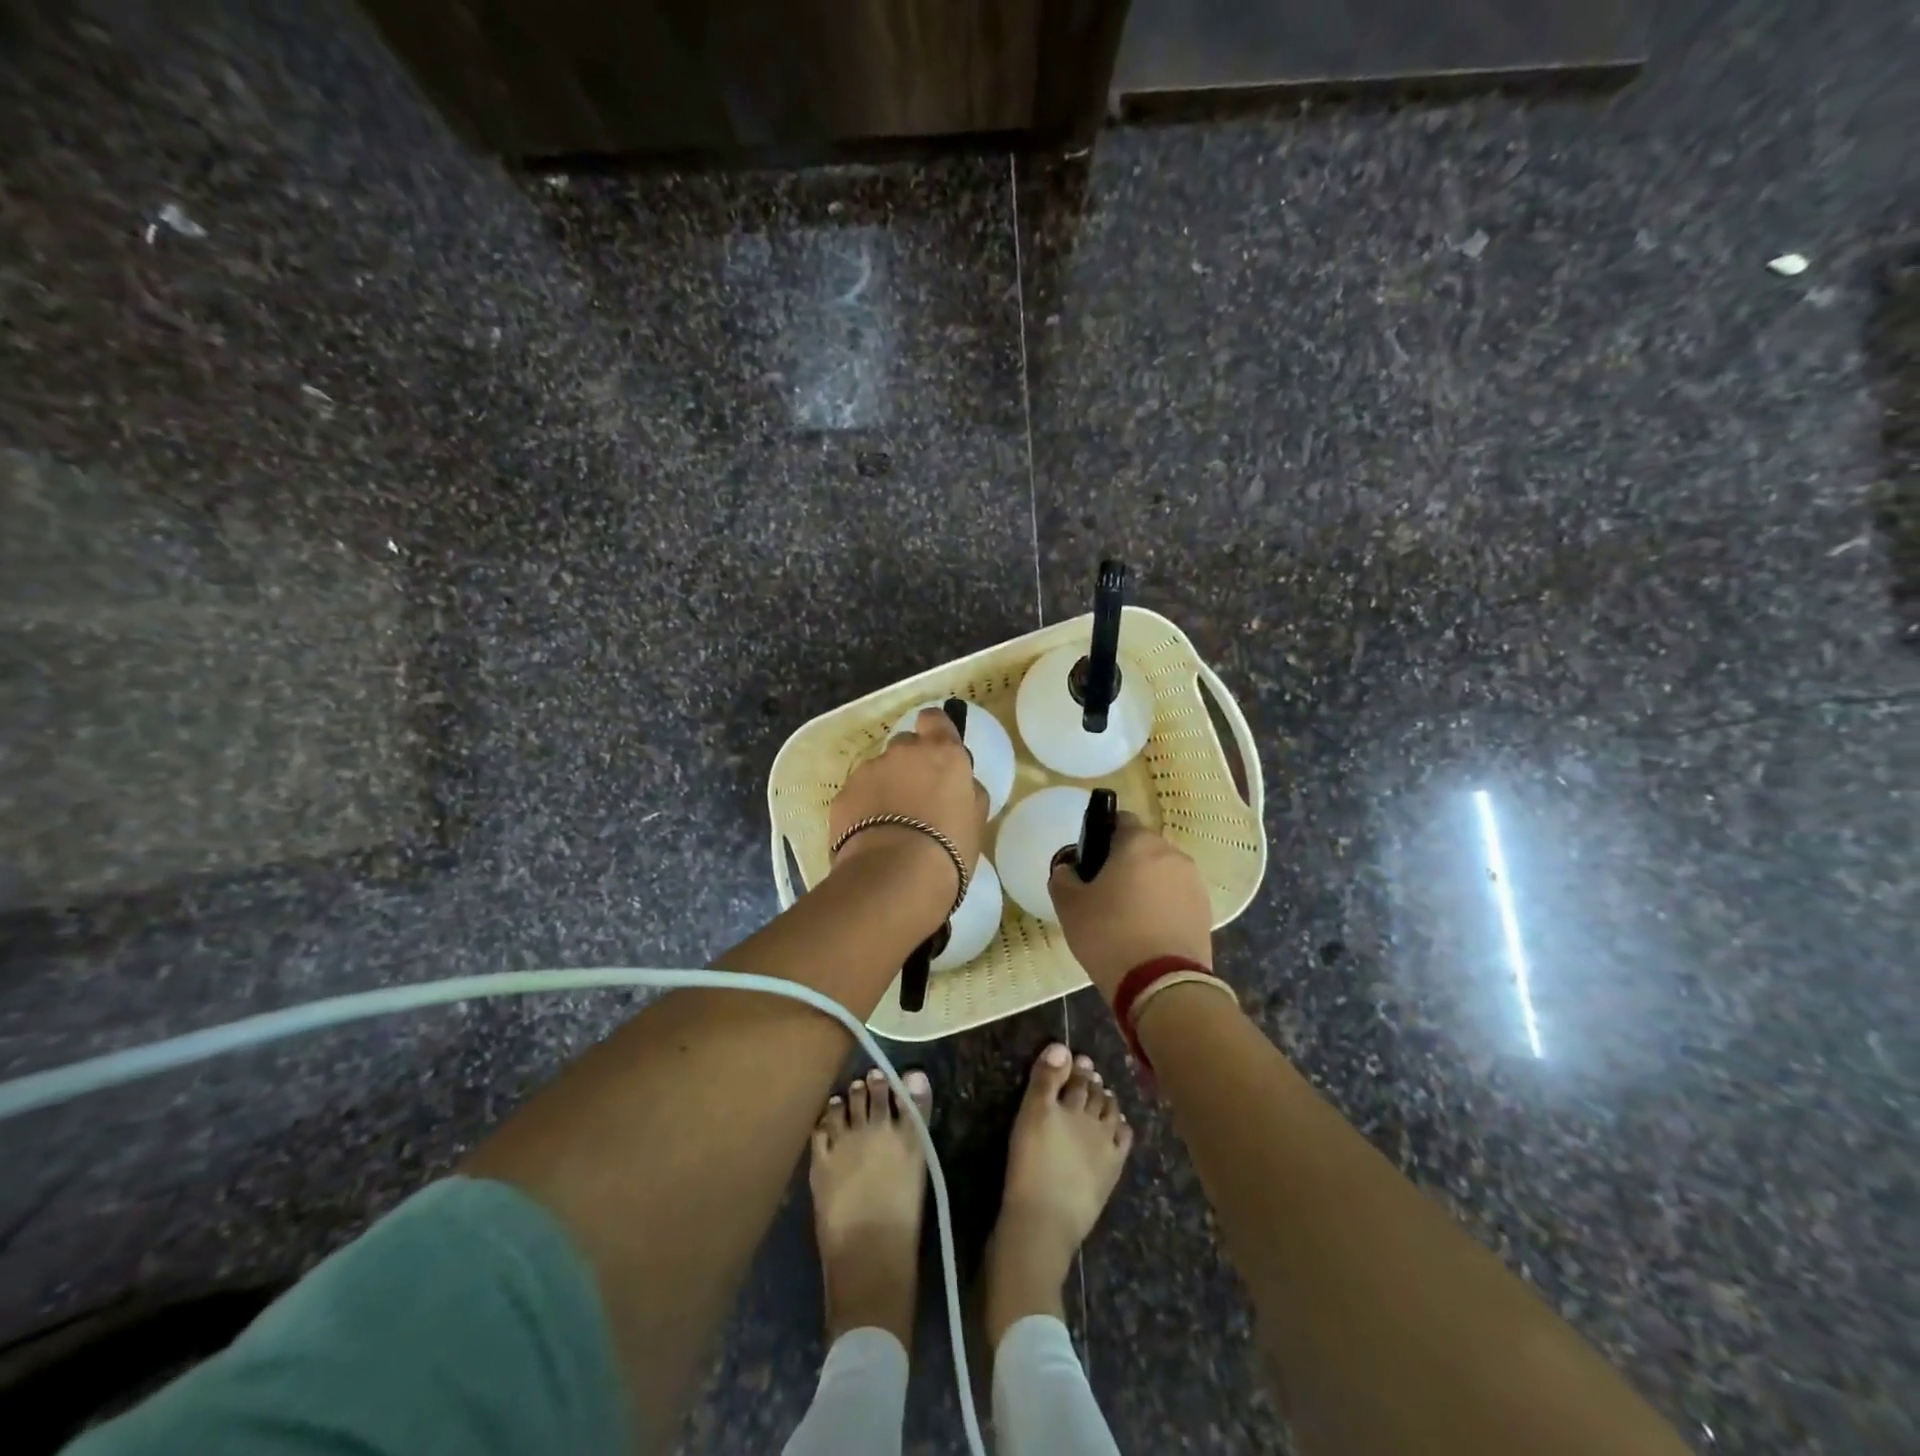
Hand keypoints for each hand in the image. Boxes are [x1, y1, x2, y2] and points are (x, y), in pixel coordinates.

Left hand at [829, 706, 988, 904]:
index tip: (937, 752)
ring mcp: (869, 770)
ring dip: (886, 787)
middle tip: (917, 798)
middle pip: (906, 745)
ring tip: (891, 824)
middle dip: (910, 764)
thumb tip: (960, 784)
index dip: (935, 731)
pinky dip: (864, 807)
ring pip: (879, 770)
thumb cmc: (949, 848)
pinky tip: (871, 836)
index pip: (935, 719)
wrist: (895, 877)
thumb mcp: (976, 819)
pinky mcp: (844, 794)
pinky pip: (858, 794)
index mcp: (942, 752)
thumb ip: (968, 791)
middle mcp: (903, 751)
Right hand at [1048, 813, 1213, 999]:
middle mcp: (1172, 854)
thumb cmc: (1109, 934)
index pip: (1119, 820)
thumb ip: (1063, 877)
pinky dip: (1162, 907)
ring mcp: (1194, 883)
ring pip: (1161, 874)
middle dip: (1124, 863)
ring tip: (1126, 917)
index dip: (1101, 837)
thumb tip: (1069, 869)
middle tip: (1102, 893)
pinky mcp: (1205, 912)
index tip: (1089, 863)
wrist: (1162, 985)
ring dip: (1145, 886)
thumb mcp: (1069, 905)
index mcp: (1139, 842)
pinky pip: (1176, 898)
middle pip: (1142, 848)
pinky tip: (1146, 933)